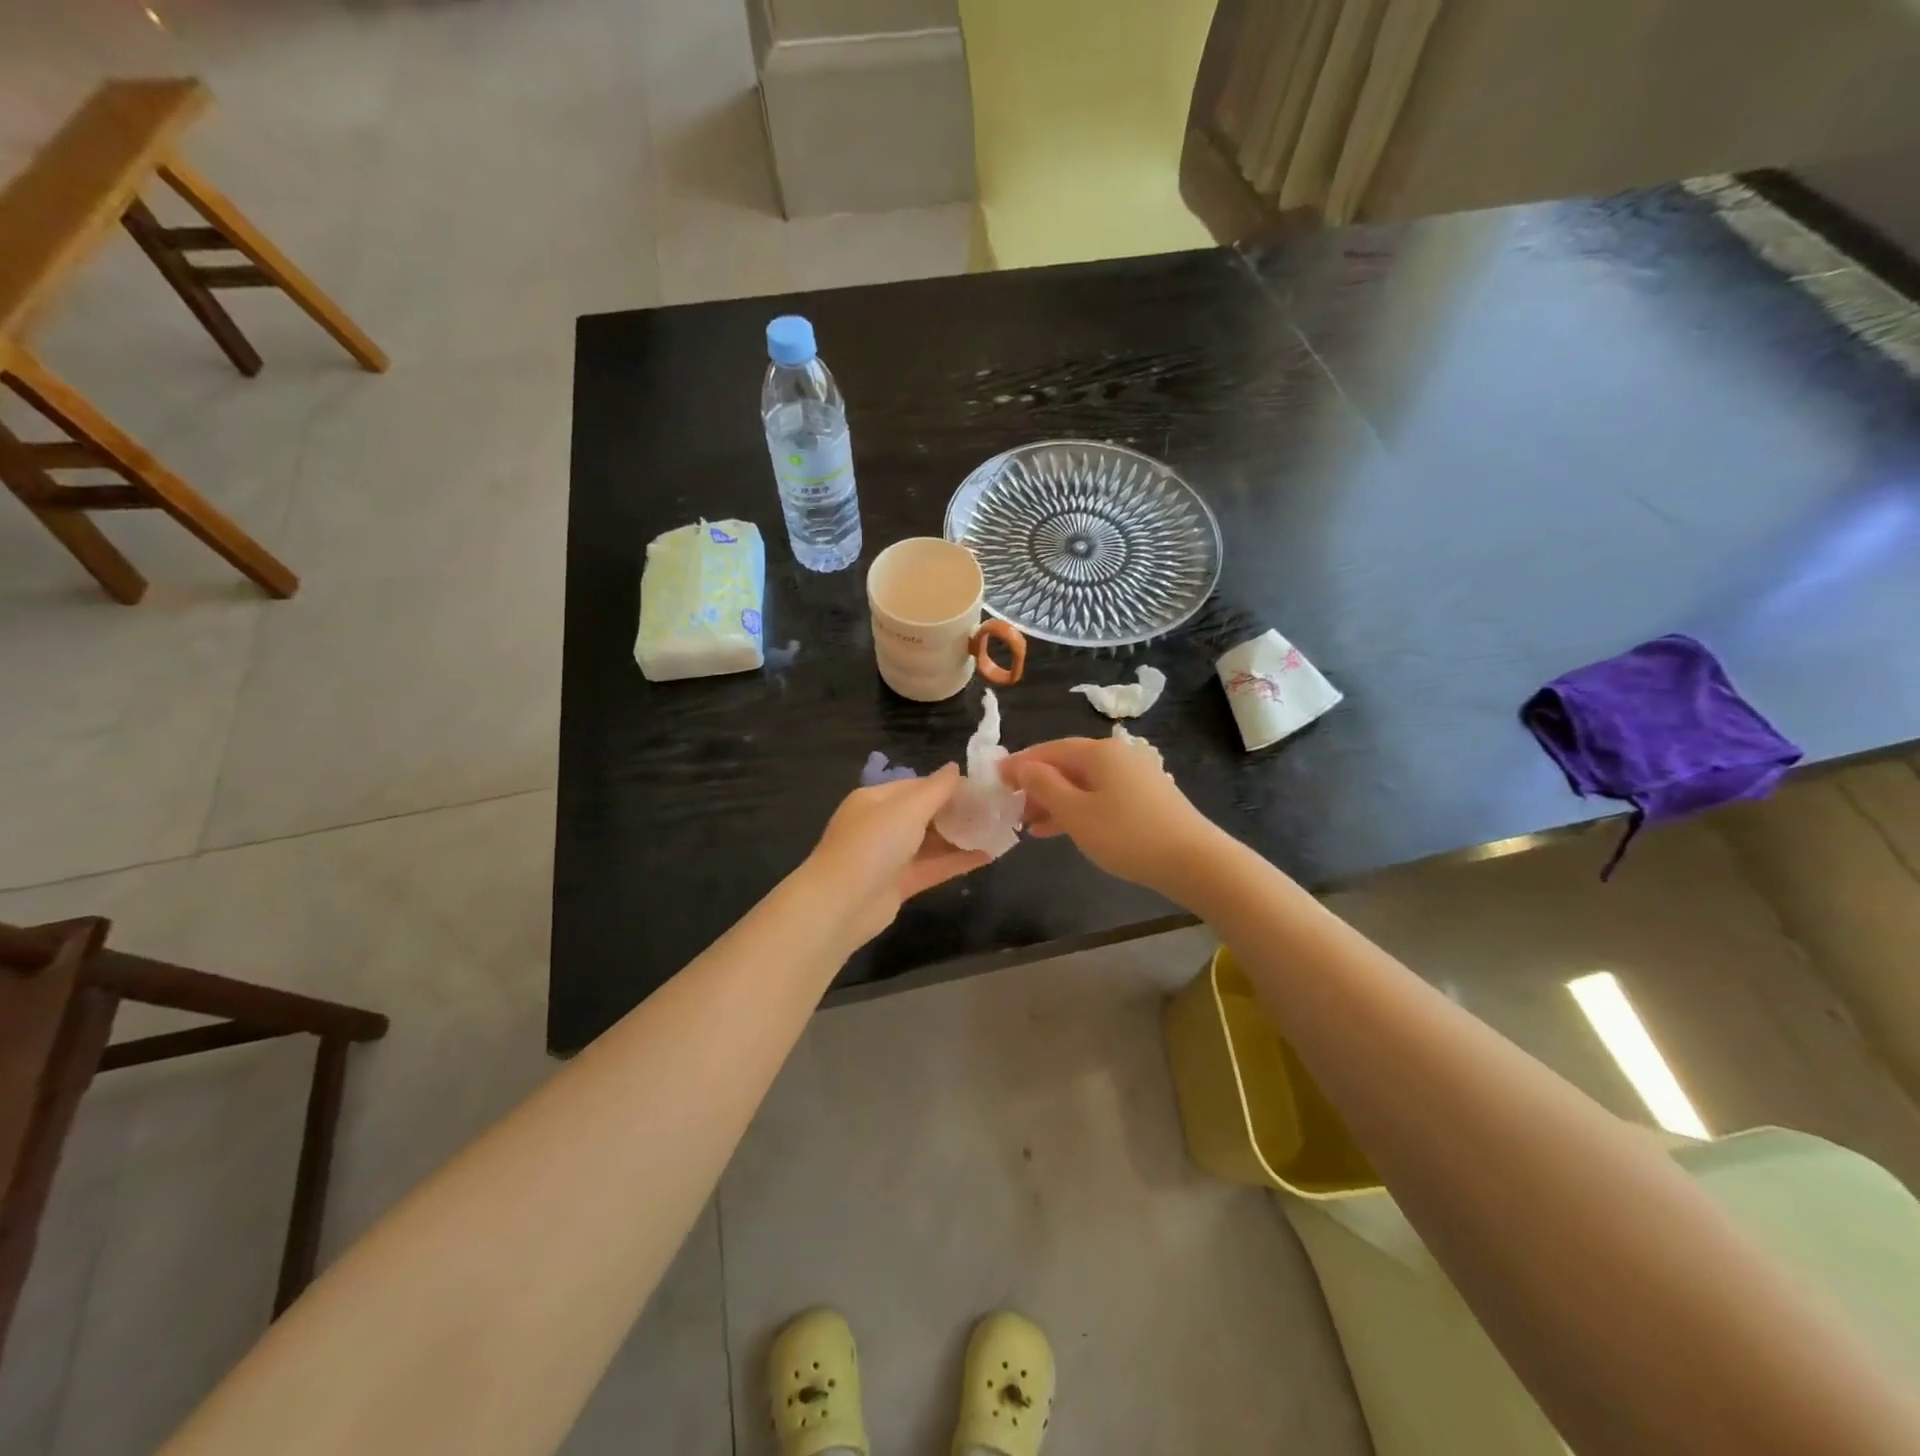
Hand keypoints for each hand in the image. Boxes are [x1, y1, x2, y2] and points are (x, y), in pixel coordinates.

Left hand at [802, 765, 989, 949]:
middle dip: (958, 812)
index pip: (917, 786)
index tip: (982, 787)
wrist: (841, 904)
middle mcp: (881, 825)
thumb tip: (955, 767)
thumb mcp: (907, 808)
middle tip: (996, 810)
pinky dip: (957, 861)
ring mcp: (890, 857)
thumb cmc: (873, 844)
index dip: (948, 786)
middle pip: (925, 814)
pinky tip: (988, 856)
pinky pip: (933, 867)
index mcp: (876, 799)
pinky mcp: (899, 884)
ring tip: (998, 831)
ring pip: (931, 842)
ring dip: (961, 837)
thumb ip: (936, 789)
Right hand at [1002, 735, 1222, 898]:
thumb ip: (1044, 786)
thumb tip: (1022, 766)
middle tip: (1011, 806)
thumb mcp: (1075, 812)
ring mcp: (1135, 776)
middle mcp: (1118, 755)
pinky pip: (1101, 796)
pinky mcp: (1146, 797)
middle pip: (1068, 765)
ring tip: (1029, 824)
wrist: (1193, 861)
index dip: (1020, 763)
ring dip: (1055, 801)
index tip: (995, 778)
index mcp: (1099, 751)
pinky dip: (1078, 809)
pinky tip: (1060, 829)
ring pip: (1084, 783)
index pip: (1050, 750)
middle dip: (1037, 785)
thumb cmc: (1126, 835)